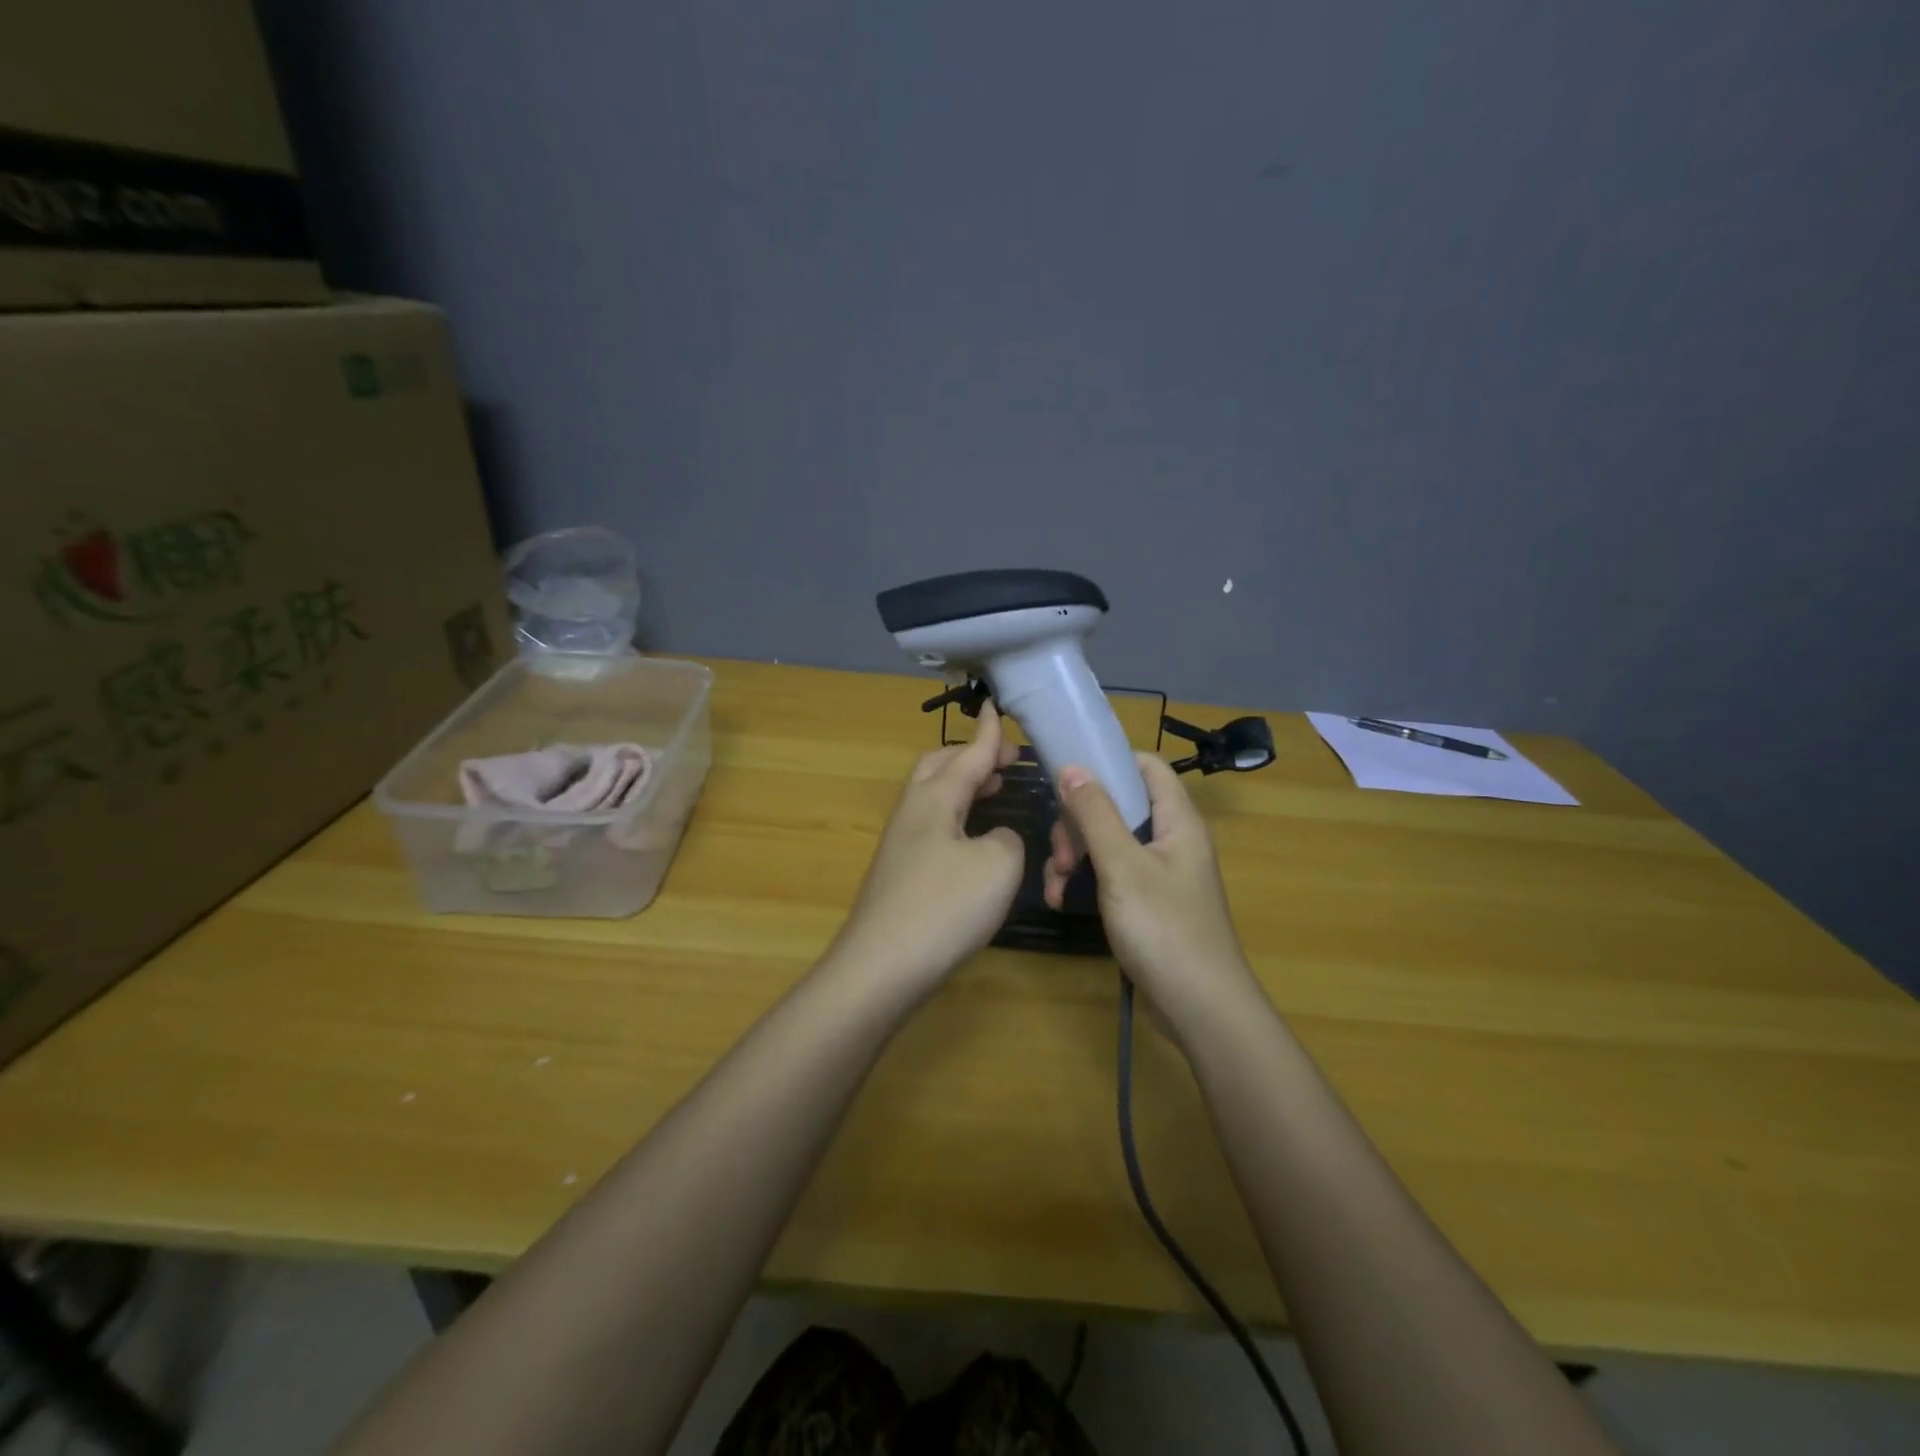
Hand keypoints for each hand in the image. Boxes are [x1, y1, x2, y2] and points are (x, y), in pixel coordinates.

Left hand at [831, 702, 1024, 995]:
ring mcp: (900, 842)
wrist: (881, 967)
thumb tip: (994, 837)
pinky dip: (957, 815)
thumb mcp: (998, 865)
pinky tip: (974, 838)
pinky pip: (933, 824)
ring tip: (995, 788)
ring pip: (933, 796)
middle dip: (971, 755)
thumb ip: (1006, 837)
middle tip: (1006, 760)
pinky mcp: (899, 872)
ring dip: (963, 785)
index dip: (990, 733)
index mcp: (934, 797)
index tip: (998, 707)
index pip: (968, 753)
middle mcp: (912, 811)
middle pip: (939, 766)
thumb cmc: (944, 906)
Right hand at [1042, 754, 1263, 1034]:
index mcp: (1177, 821)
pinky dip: (1085, 881)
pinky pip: (1110, 875)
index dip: (1109, 762)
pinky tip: (1062, 901)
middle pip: (1118, 806)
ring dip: (1075, 855)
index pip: (1147, 767)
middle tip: (1061, 852)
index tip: (1067, 774)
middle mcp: (1171, 840)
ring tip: (1056, 884)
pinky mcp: (1147, 902)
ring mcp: (1159, 873)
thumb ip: (1096, 814)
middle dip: (1079, 822)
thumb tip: (1073, 767)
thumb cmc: (1164, 929)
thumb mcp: (1122, 866)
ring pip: (1107, 842)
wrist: (1200, 1009)